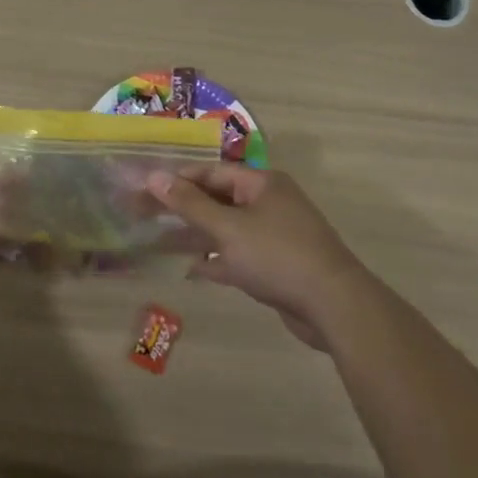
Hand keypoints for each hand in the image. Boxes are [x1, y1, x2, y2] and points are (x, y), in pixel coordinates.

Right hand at [148, 165, 370, 348]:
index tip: (145, 188)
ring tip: (157, 241)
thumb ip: (189, 204)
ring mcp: (274, 235)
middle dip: (181, 208)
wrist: (334, 306)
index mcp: (261, 183)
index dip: (177, 179)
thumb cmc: (277, 256)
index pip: (211, 172)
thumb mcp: (228, 228)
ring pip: (225, 229)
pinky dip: (216, 261)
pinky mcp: (276, 266)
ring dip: (195, 236)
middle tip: (143, 214)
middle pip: (216, 199)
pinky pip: (238, 256)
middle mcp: (268, 203)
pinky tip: (191, 269)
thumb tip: (153, 176)